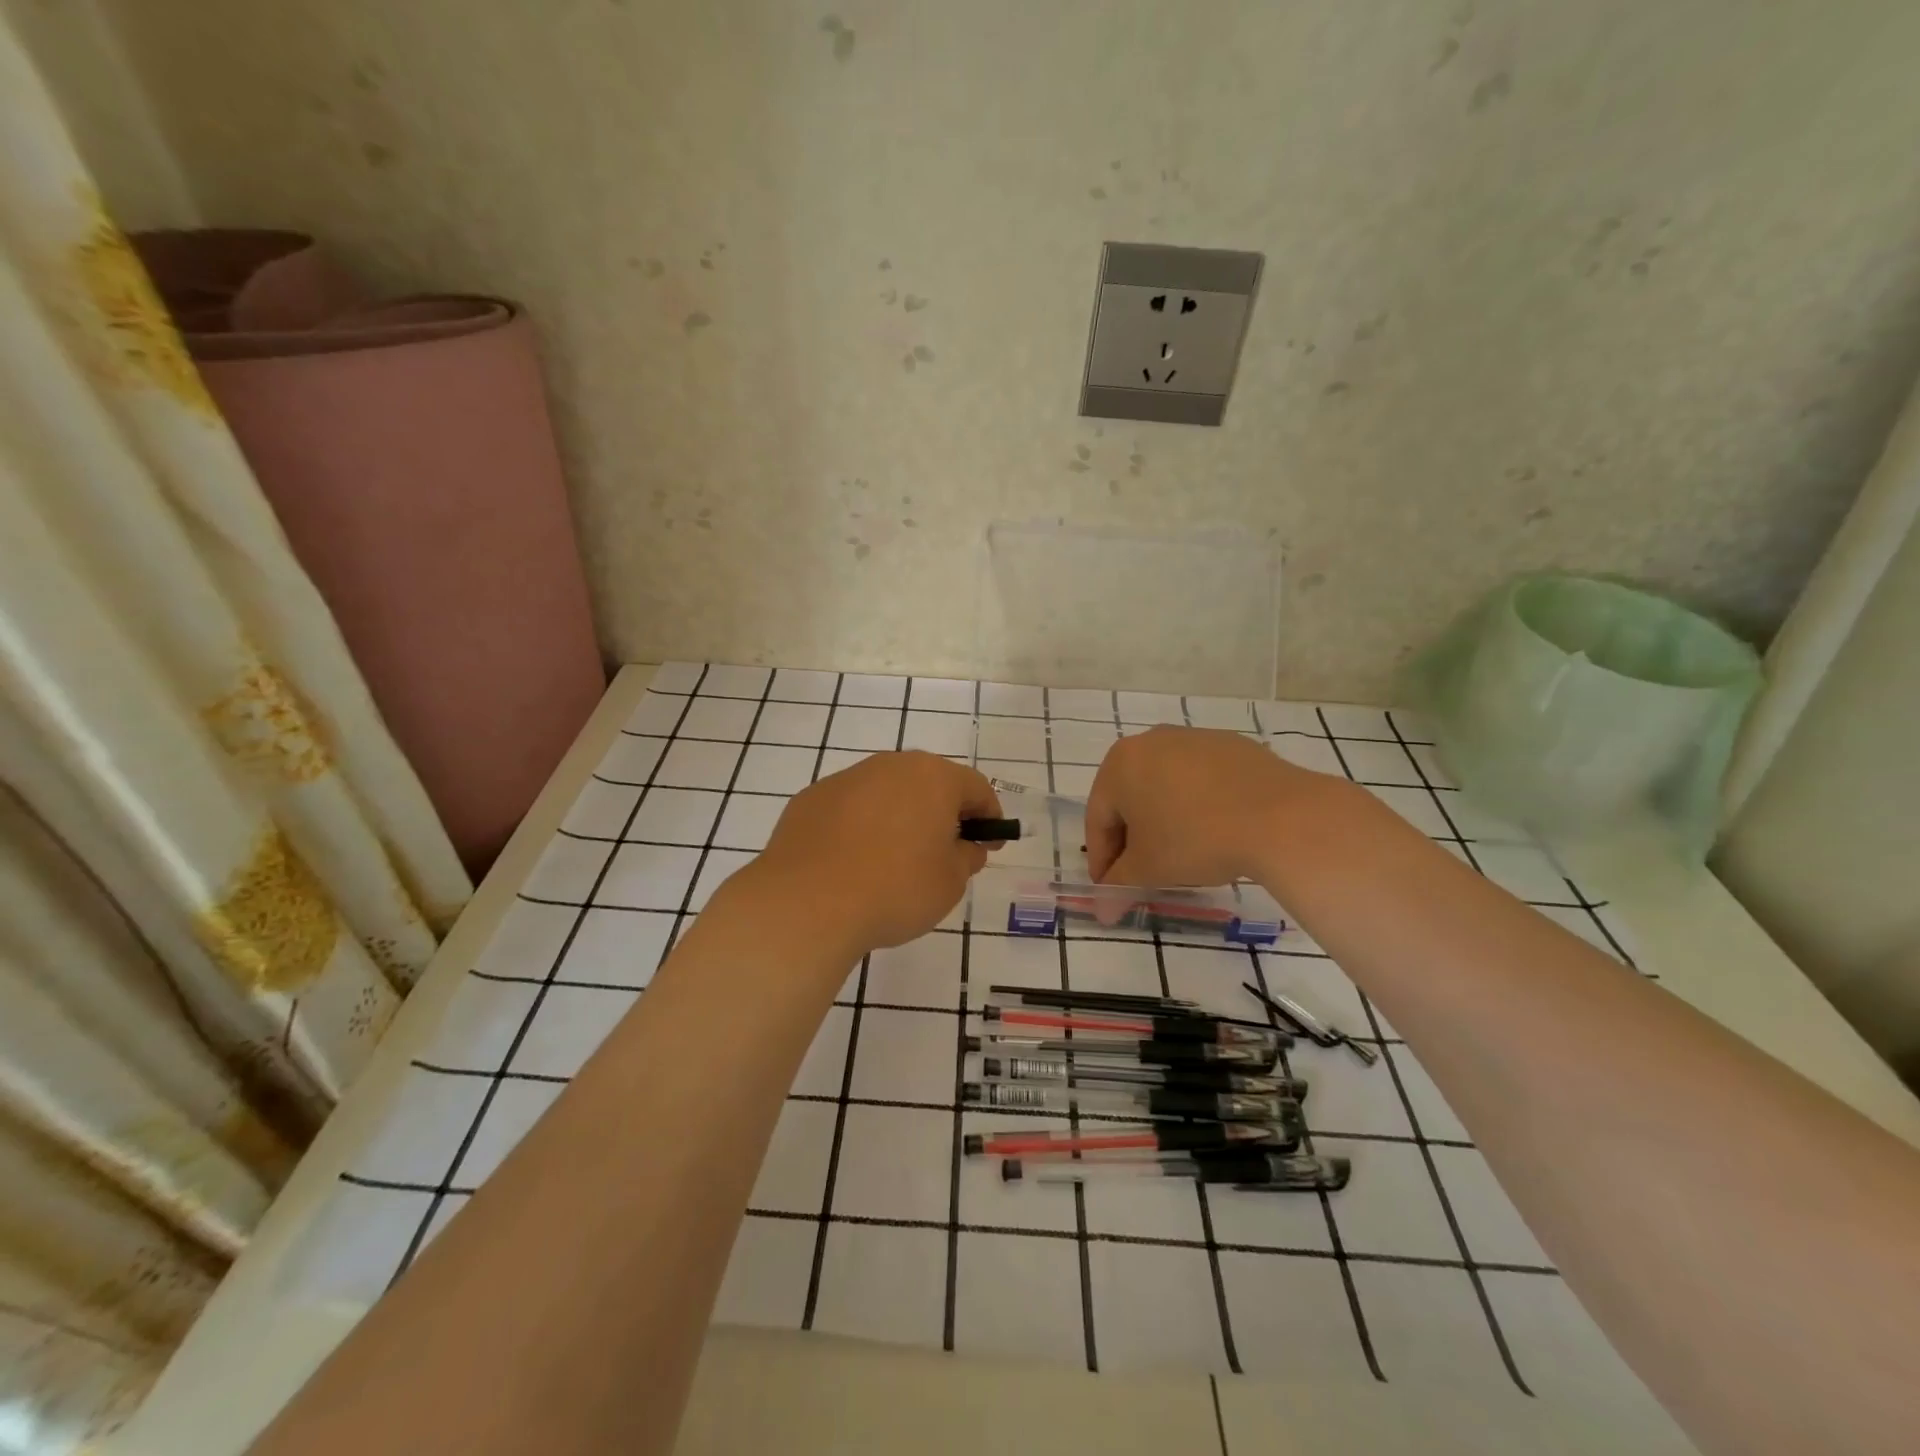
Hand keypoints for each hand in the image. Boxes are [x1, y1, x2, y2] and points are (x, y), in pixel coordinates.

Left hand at [747, 750, 1001, 954]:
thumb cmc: (895, 889)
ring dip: (898, 817)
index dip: (988, 816)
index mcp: (932, 777)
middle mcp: (889, 765)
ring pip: (885, 793)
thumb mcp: (950, 882)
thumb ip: (966, 857)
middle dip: (941, 813)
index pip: (975, 787)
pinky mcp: (810, 799)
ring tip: (893, 861)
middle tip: (943, 852)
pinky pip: (849, 809)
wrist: (807, 903)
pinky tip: (852, 863)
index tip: (989, 844)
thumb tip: (965, 845)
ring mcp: (845, 779)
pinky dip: (859, 828)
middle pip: (928, 783)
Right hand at [1085, 726, 1339, 887]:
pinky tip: (1215, 831)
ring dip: (1164, 820)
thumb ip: (1119, 886)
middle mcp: (1150, 741)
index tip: (1111, 889)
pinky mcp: (1231, 746)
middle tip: (1143, 874)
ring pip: (1165, 786)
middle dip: (1132, 839)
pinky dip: (1197, 805)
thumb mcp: (1149, 870)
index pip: (1098, 819)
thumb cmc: (1195, 839)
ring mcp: (1194, 739)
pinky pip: (1201, 780)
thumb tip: (1101, 912)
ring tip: (1181, 855)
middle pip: (1129, 798)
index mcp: (1119, 764)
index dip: (1101, 860)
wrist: (1280, 817)